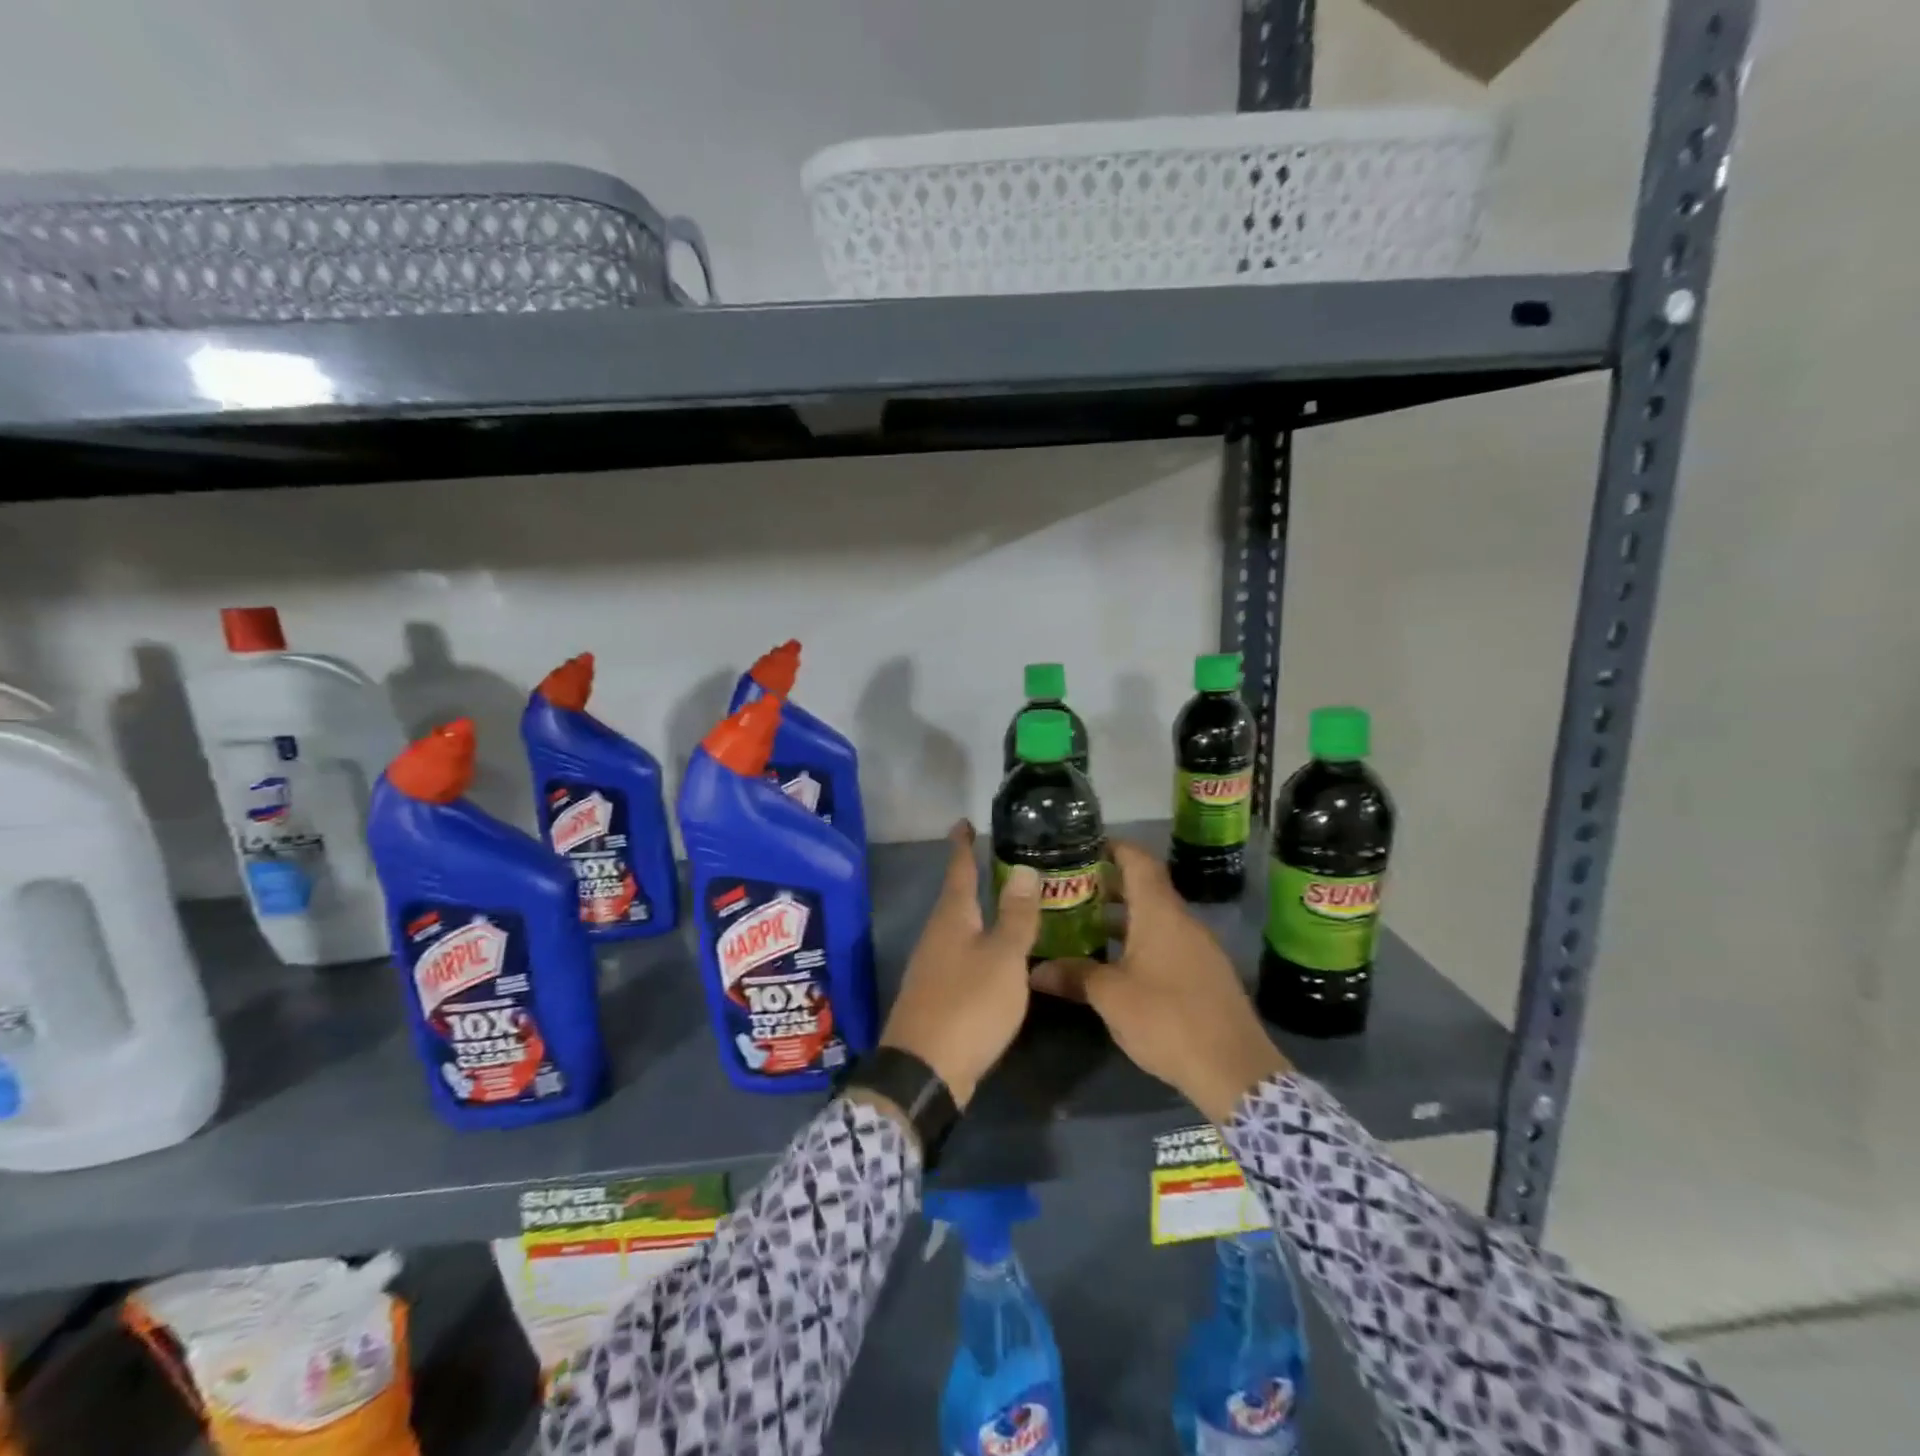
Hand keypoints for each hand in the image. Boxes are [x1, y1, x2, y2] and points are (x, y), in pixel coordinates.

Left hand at [875, 821, 1042, 1109]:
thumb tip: (1023, 869)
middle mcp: (937, 935)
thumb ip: (1015, 915)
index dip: (963, 846)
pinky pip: (960, 956)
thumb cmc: (969, 1005)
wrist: (925, 1071)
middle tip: (999, 862)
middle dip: (973, 878)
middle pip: (956, 898)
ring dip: (978, 914)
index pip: (959, 870)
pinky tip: (996, 957)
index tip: (964, 822)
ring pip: (958, 928)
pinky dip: (979, 945)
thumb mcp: (1003, 957)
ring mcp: (932, 966)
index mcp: (952, 918)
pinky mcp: (936, 994)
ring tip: (1005, 906)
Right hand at [1032, 840, 1289, 1123]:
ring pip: (1155, 918)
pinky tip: (1117, 964)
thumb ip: (1074, 975)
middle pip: (1145, 888)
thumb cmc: (1167, 1019)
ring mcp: (1199, 948)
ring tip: (1085, 926)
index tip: (1083, 847)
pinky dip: (1140, 941)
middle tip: (1070, 891)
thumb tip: (1035, 970)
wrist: (1234, 1070)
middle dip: (1108, 886)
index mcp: (1160, 913)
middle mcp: (1182, 921)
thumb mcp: (1110, 997)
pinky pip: (1167, 942)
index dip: (1113, 848)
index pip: (1138, 861)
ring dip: (1123, 918)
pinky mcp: (1206, 974)